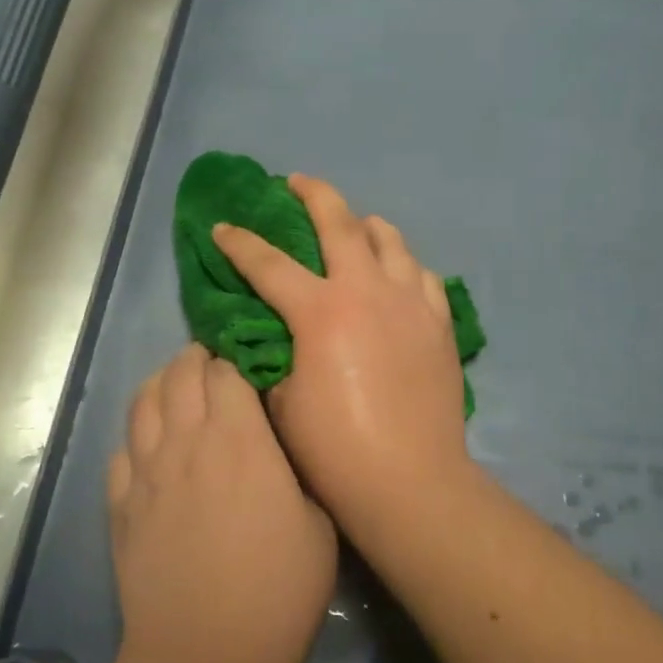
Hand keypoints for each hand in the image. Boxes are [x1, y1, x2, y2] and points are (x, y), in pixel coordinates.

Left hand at [108, 344, 337, 662]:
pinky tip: (150, 446)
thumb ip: (294, 470)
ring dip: (161, 384)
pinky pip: (121, 451)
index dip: (235, 358)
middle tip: (213, 363)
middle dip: (196, 358)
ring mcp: (146, 472)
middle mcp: (185, 441)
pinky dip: (137, 435)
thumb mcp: (317, 522)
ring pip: (142, 402)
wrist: (207, 655)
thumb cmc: (279, 589)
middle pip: (179, 374)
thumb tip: (276, 448)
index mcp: (238, 437)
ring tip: (177, 387)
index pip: (225, 369)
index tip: (248, 360)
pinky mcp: (120, 506)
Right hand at [211, 175, 471, 523]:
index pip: (268, 263)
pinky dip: (403, 265)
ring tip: (354, 224)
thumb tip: (271, 336)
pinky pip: (422, 275)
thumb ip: (273, 357)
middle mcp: (367, 290)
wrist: (410, 481)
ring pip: (390, 240)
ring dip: (365, 224)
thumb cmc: (335, 449)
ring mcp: (410, 301)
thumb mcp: (282, 402)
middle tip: (296, 181)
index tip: (223, 227)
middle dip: (313, 193)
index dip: (240, 243)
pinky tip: (396, 274)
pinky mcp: (439, 322)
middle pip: (339, 222)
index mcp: (320, 311)